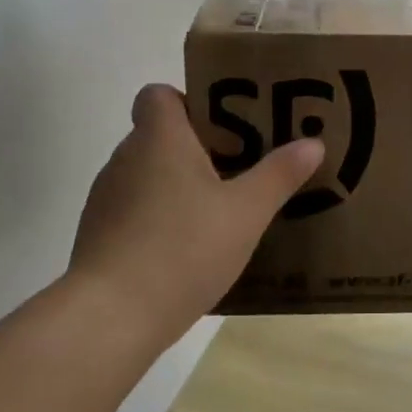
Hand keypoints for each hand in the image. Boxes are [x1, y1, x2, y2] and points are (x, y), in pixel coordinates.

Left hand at [66, 84, 322, 348]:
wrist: (110, 317)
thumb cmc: (183, 248)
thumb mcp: (246, 212)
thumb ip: (279, 175)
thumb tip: (312, 143)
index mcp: (159, 139)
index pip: (159, 94)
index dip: (189, 100)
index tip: (225, 126)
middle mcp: (125, 159)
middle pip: (159, 135)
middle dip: (198, 148)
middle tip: (241, 168)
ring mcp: (106, 199)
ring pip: (147, 175)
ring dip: (178, 186)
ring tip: (220, 212)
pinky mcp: (99, 236)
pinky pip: (135, 211)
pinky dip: (160, 219)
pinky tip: (190, 251)